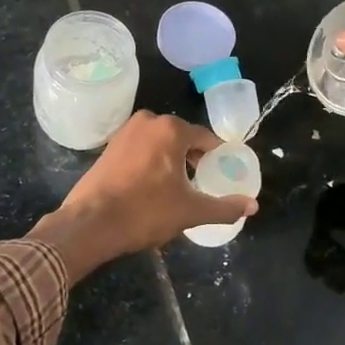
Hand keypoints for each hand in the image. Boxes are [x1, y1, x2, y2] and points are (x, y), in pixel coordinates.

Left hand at [29, 112, 258, 278]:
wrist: (90, 223)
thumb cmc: (145, 211)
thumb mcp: (190, 211)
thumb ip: (224, 207)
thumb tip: (253, 206)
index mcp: (171, 129)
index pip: (206, 139)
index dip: (218, 158)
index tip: (222, 176)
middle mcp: (148, 121)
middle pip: (183, 139)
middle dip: (194, 160)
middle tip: (202, 185)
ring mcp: (125, 132)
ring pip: (160, 144)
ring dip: (172, 162)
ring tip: (178, 189)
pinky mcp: (109, 146)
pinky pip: (141, 150)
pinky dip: (151, 163)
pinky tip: (152, 187)